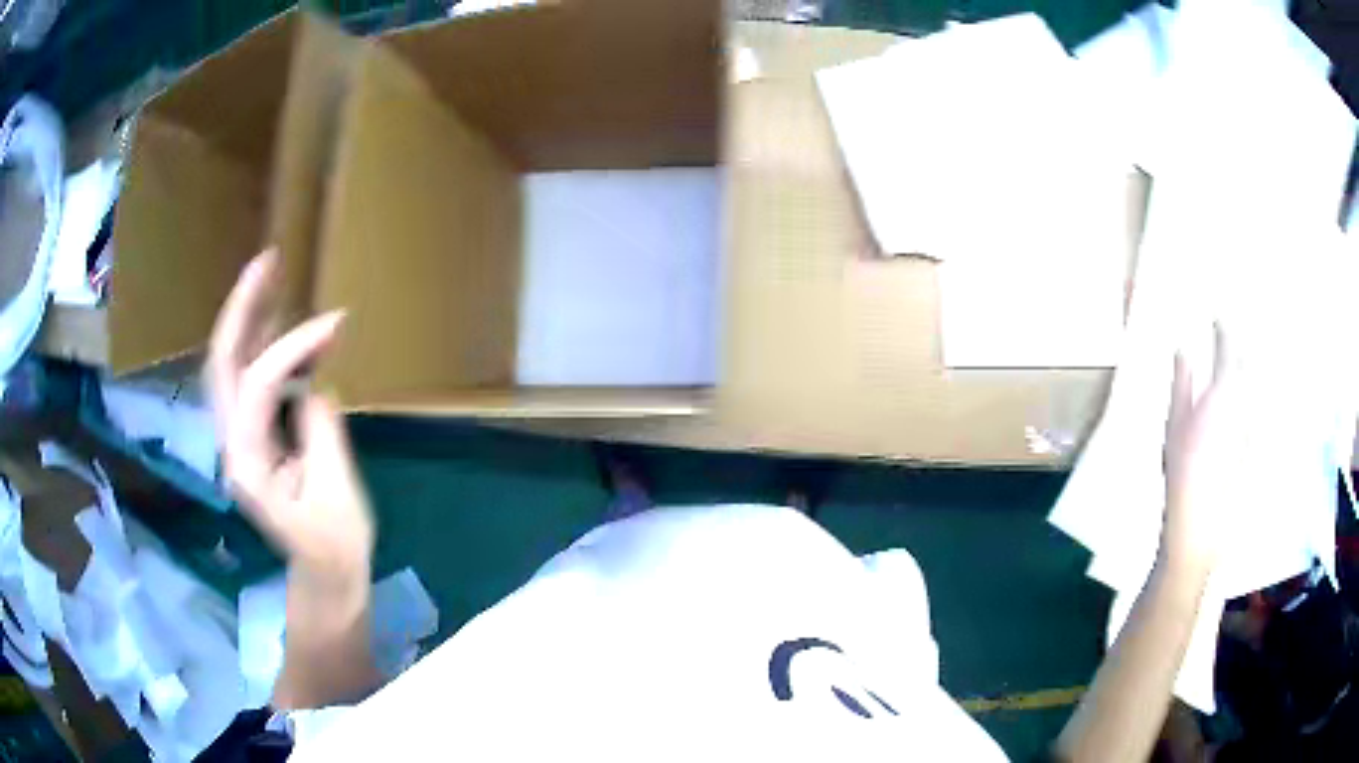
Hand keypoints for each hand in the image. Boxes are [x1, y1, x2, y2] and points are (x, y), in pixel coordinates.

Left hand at [207, 250, 374, 578]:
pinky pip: (251, 378)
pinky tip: (284, 322)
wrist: (325, 575)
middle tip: (268, 261)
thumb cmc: (335, 545)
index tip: (336, 324)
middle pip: (222, 363)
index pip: (258, 385)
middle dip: (241, 308)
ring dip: (250, 318)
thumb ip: (320, 428)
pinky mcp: (253, 434)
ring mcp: (239, 438)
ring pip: (231, 366)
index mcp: (248, 464)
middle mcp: (231, 444)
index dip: (293, 347)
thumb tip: (313, 382)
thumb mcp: (336, 491)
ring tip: (273, 274)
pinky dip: (267, 344)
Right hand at [1161, 324, 1239, 575]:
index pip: (1227, 346)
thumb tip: (1182, 351)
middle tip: (1232, 338)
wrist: (1202, 525)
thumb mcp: (1174, 426)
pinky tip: (1256, 400)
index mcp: (1222, 391)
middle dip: (1240, 347)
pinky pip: (1260, 410)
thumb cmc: (1182, 475)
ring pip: (1257, 384)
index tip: (1217, 317)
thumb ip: (1182, 383)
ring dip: (1251, 369)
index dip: (1223, 328)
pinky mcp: (1258, 443)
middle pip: (1248, 362)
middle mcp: (1244, 401)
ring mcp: (1254, 422)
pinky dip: (1257, 399)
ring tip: (1246, 361)